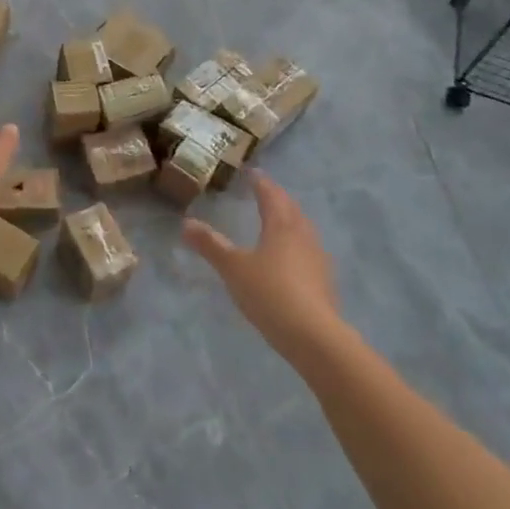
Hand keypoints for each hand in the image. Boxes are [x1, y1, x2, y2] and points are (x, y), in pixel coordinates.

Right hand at [182, 172, 342, 364]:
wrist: (313, 335)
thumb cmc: (270, 293)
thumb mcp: (233, 268)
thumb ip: (211, 245)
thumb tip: (186, 223)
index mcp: (281, 225)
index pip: (271, 194)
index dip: (260, 182)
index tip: (252, 173)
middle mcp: (303, 235)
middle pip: (290, 208)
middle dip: (277, 197)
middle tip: (263, 192)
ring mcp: (317, 257)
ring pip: (303, 228)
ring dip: (289, 219)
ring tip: (276, 220)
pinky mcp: (324, 280)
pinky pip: (308, 249)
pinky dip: (296, 243)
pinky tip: (290, 257)